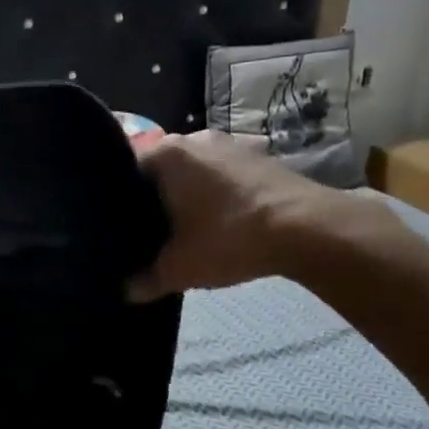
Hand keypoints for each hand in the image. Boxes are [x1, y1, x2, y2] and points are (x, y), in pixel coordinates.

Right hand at [127, 131, 404, 301]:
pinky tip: (220, 224)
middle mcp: (195, 138)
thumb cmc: (229, 238)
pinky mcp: (260, 156)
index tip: (121, 229)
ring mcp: (231, 143)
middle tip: (150, 235)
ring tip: (186, 231)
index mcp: (166, 153)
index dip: (121, 203)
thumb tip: (125, 291)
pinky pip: (223, 175)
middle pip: (161, 171)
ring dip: (189, 197)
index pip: (126, 172)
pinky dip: (217, 196)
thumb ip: (145, 280)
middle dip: (156, 200)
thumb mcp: (179, 268)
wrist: (308, 229)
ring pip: (194, 172)